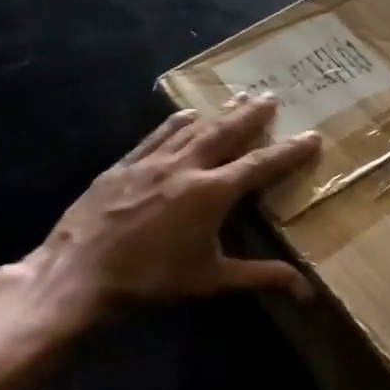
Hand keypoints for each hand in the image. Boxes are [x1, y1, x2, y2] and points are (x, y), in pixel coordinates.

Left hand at [16, 95, 320, 335]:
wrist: (77, 276)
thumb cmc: (150, 280)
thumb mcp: (210, 280)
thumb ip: (260, 277)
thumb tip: (307, 291)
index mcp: (211, 193)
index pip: (260, 165)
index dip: (289, 151)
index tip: (312, 136)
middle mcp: (185, 167)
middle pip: (226, 132)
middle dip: (252, 115)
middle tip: (272, 97)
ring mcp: (151, 162)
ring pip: (193, 129)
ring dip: (219, 113)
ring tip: (238, 98)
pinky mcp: (123, 165)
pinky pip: (157, 135)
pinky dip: (177, 122)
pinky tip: (185, 115)